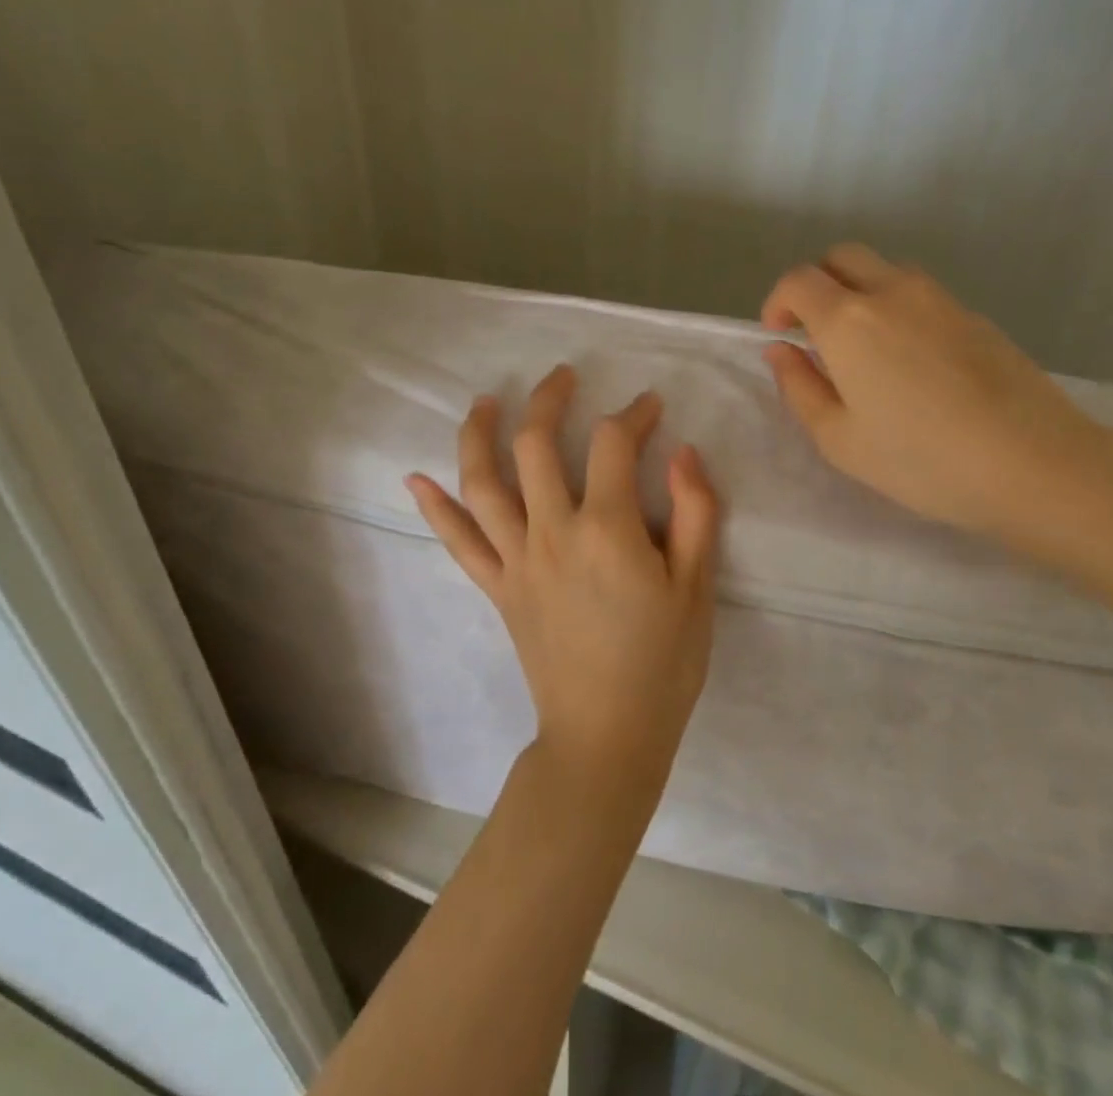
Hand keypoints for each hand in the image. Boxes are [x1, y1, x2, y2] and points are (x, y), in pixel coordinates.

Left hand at [405, 365, 720, 794]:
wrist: (606, 736)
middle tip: (563, 377)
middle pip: (535, 444)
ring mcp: (517, 559)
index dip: (633, 414)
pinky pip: (460, 542)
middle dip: (549, 400)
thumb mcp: (696, 587)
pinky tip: (416, 480)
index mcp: (606, 528)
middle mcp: (552, 531)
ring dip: (479, 434)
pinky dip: (436, 509)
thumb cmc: (662, 663)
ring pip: (483, 482)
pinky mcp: (498, 588)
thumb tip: (684, 451)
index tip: (650, 407)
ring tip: (486, 401)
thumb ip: (694, 512)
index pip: (612, 444)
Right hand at [761, 243, 1112, 546]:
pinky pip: (920, 294)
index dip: (778, 301)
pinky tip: (911, 361)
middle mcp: (891, 292)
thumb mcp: (840, 439)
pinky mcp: (973, 314)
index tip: (780, 334)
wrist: (1033, 463)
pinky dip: (897, 308)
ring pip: (885, 270)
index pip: (799, 280)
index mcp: (849, 320)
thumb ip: (800, 388)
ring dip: (859, 292)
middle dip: (817, 283)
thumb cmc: (921, 460)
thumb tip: (781, 351)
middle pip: (842, 256)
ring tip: (863, 347)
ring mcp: (939, 298)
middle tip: (815, 331)